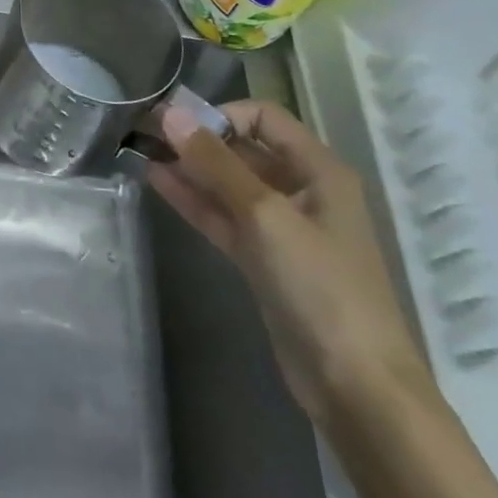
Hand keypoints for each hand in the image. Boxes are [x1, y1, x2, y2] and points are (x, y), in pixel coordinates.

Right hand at [148, 99, 434, 429]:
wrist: (354, 383)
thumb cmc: (320, 286)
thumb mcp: (265, 215)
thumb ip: (216, 164)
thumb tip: (170, 114)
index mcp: (319, 171)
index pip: (265, 118)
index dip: (221, 114)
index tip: (176, 123)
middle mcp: (303, 191)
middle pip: (245, 150)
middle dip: (199, 140)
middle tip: (146, 133)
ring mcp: (282, 228)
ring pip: (230, 186)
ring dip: (191, 170)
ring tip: (143, 153)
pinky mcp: (264, 260)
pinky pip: (225, 218)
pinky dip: (196, 201)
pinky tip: (159, 184)